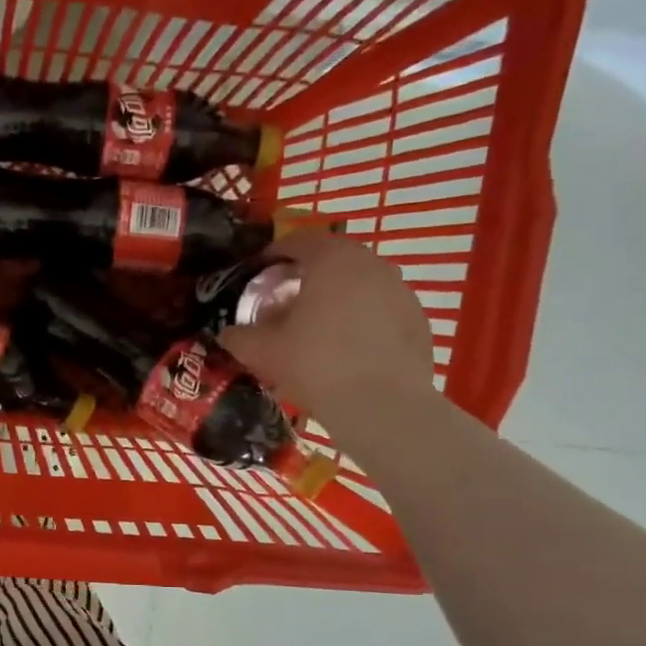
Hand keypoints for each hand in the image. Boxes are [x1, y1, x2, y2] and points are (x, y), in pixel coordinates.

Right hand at [219, 227, 435, 429]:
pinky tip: (348, 349)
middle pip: (333, 258)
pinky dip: (362, 319)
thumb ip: (239, 336)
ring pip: (360, 283)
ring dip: (336, 296)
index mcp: (332, 260)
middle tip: (286, 299)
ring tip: (317, 327)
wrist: (381, 405)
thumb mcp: (262, 351)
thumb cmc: (316, 365)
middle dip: (307, 275)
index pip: (300, 240)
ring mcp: (400, 291)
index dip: (275, 253)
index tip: (259, 271)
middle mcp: (371, 265)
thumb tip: (228, 332)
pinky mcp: (417, 320)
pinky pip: (381, 309)